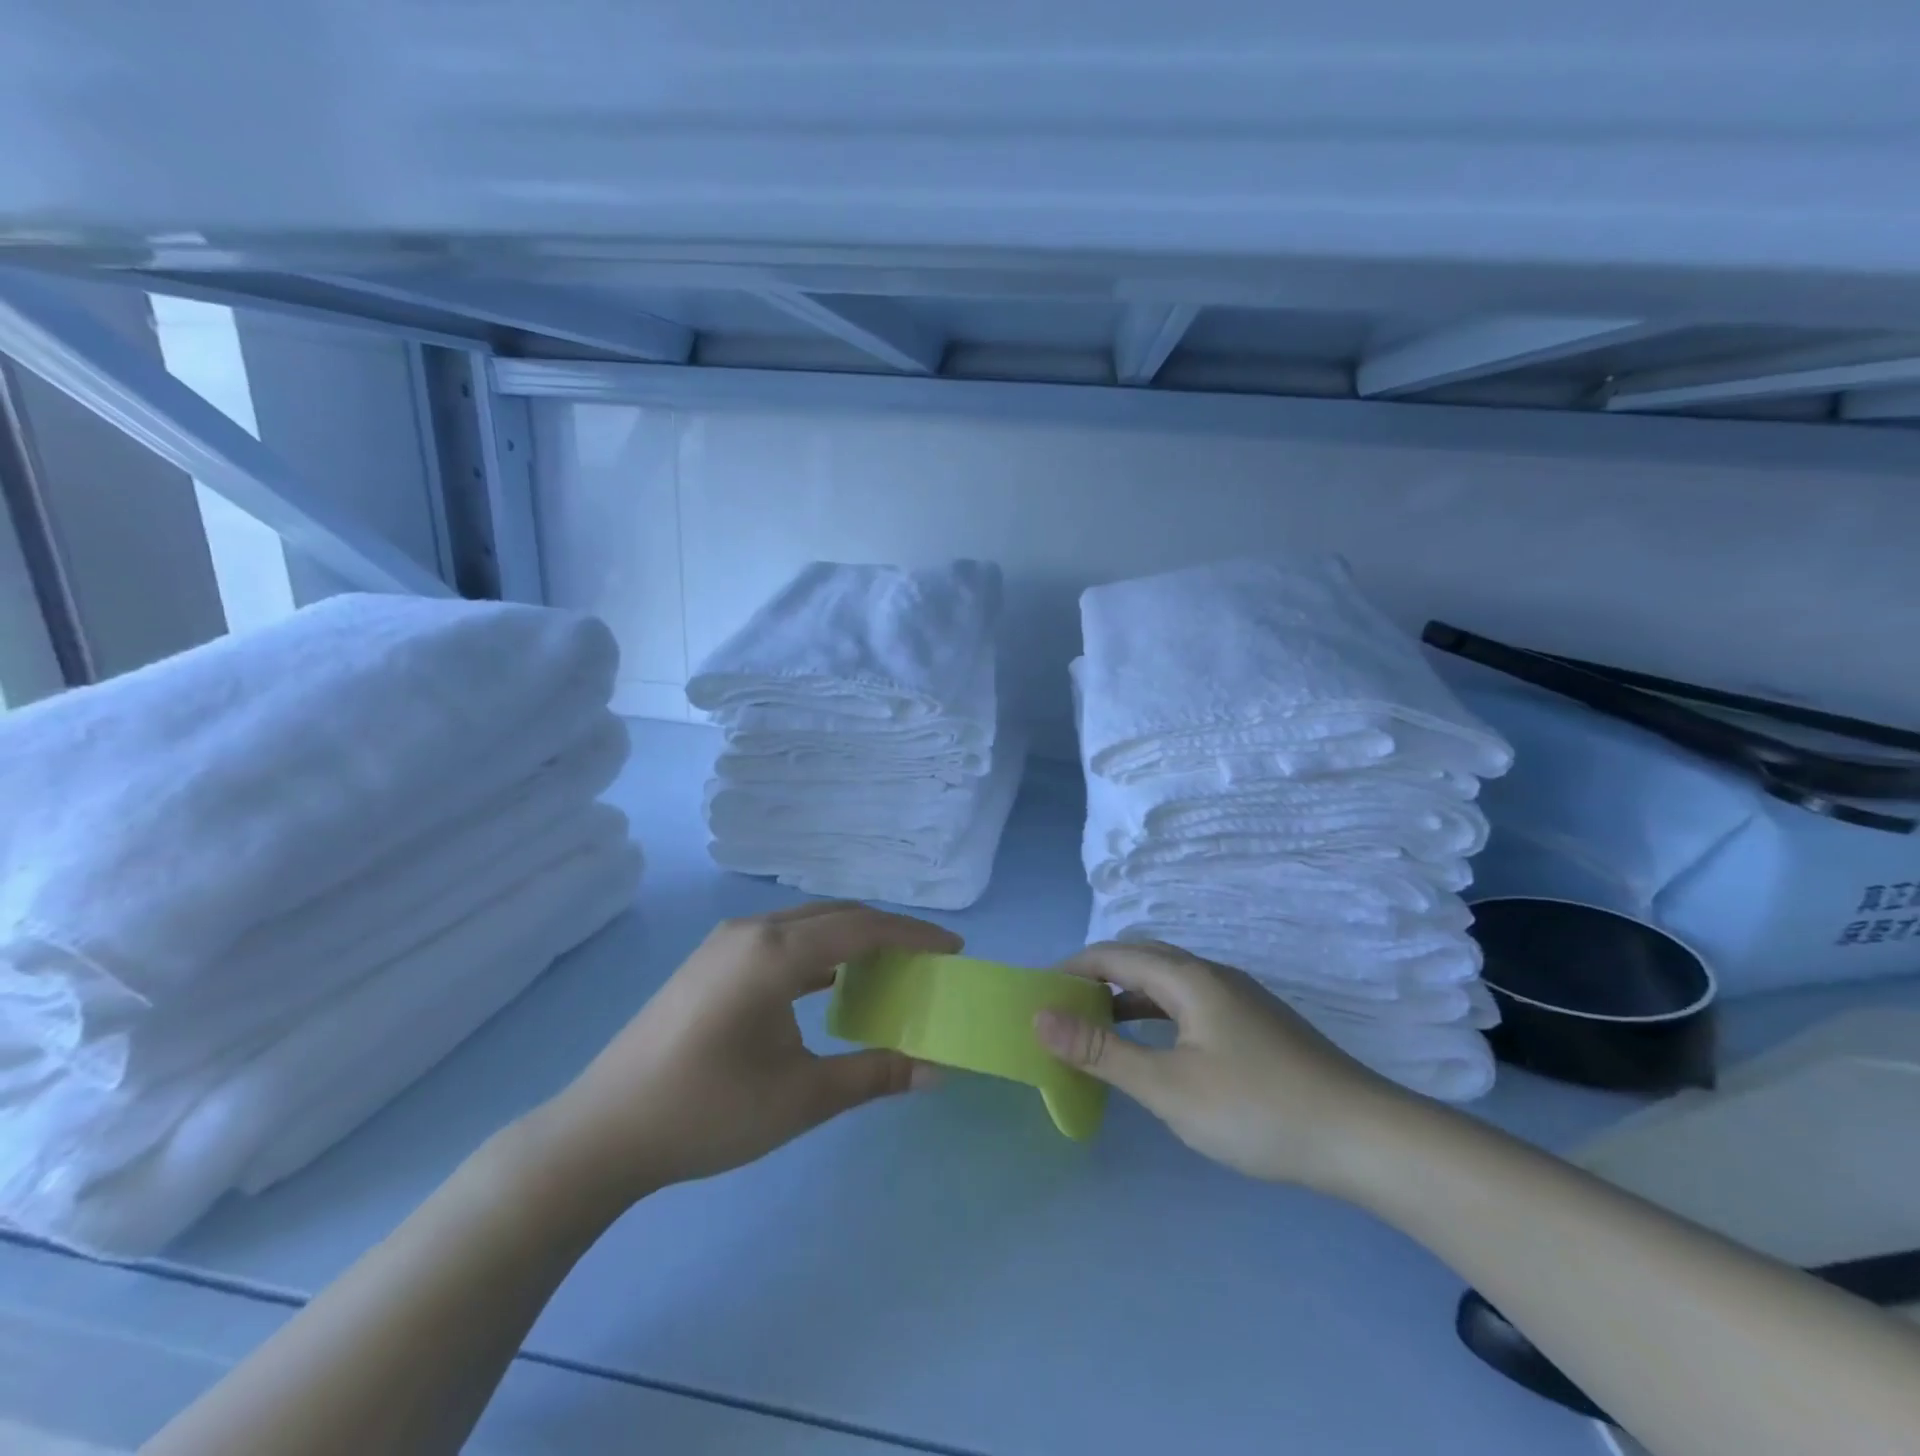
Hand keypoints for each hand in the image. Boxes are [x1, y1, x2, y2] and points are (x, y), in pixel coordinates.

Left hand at [531, 902, 959, 1216]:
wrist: (602, 1132)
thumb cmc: (706, 1113)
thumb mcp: (800, 1099)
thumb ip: (874, 1075)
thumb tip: (937, 1070)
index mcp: (775, 952)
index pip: (863, 927)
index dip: (914, 935)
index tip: (955, 948)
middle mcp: (752, 931)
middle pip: (836, 916)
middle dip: (887, 932)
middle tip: (928, 960)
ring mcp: (725, 943)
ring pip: (807, 925)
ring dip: (851, 940)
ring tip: (888, 969)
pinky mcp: (710, 962)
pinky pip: (781, 941)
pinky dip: (818, 954)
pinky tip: (830, 986)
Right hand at [1034, 941, 1405, 1191]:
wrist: (1365, 1138)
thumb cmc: (1257, 1109)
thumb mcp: (1168, 1087)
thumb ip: (1102, 1051)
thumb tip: (1040, 1017)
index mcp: (1188, 977)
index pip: (1114, 954)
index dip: (1072, 969)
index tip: (1039, 995)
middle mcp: (1212, 975)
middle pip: (1141, 959)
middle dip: (1097, 978)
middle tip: (1064, 1013)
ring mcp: (1239, 998)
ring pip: (1168, 983)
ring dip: (1128, 998)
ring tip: (1099, 1030)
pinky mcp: (1256, 1024)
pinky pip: (1190, 1003)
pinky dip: (1158, 1015)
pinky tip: (1158, 1050)